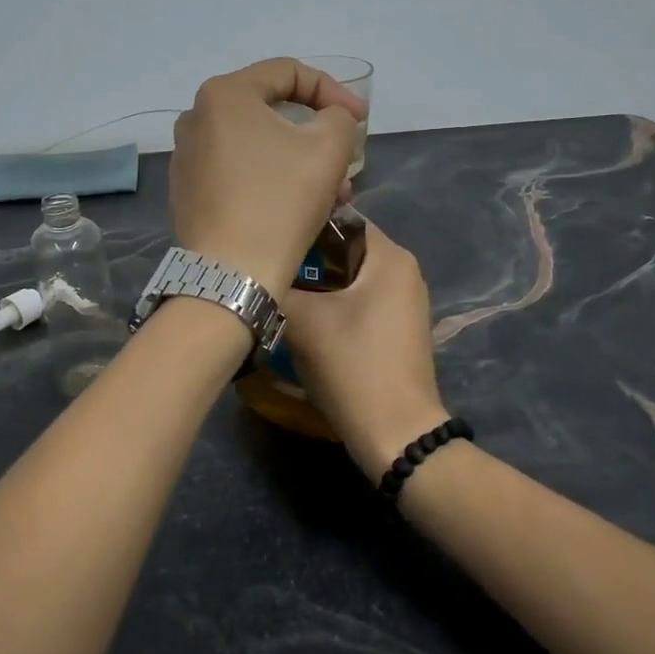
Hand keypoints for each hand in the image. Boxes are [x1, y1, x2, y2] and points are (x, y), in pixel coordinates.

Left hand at [169, 59, 364, 300]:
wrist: (231, 273)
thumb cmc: (280, 200)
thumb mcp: (329, 147)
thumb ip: (338, 117)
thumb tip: (330, 120)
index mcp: (224, 94)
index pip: (288, 72)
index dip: (332, 91)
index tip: (360, 121)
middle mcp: (196, 118)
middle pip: (271, 111)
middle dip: (317, 134)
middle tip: (346, 161)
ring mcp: (187, 157)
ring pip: (257, 145)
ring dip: (300, 162)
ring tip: (333, 195)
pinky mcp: (188, 192)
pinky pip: (238, 172)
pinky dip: (271, 179)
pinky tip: (297, 207)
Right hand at [281, 221, 449, 480]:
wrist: (396, 434)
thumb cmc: (354, 366)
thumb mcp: (304, 321)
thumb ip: (276, 285)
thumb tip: (251, 271)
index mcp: (390, 258)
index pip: (341, 219)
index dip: (303, 225)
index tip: (268, 238)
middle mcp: (403, 272)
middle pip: (343, 250)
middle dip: (305, 259)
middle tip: (266, 267)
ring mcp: (402, 303)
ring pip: (347, 279)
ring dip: (314, 285)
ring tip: (277, 292)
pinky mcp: (395, 330)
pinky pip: (357, 302)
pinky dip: (330, 306)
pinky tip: (301, 320)